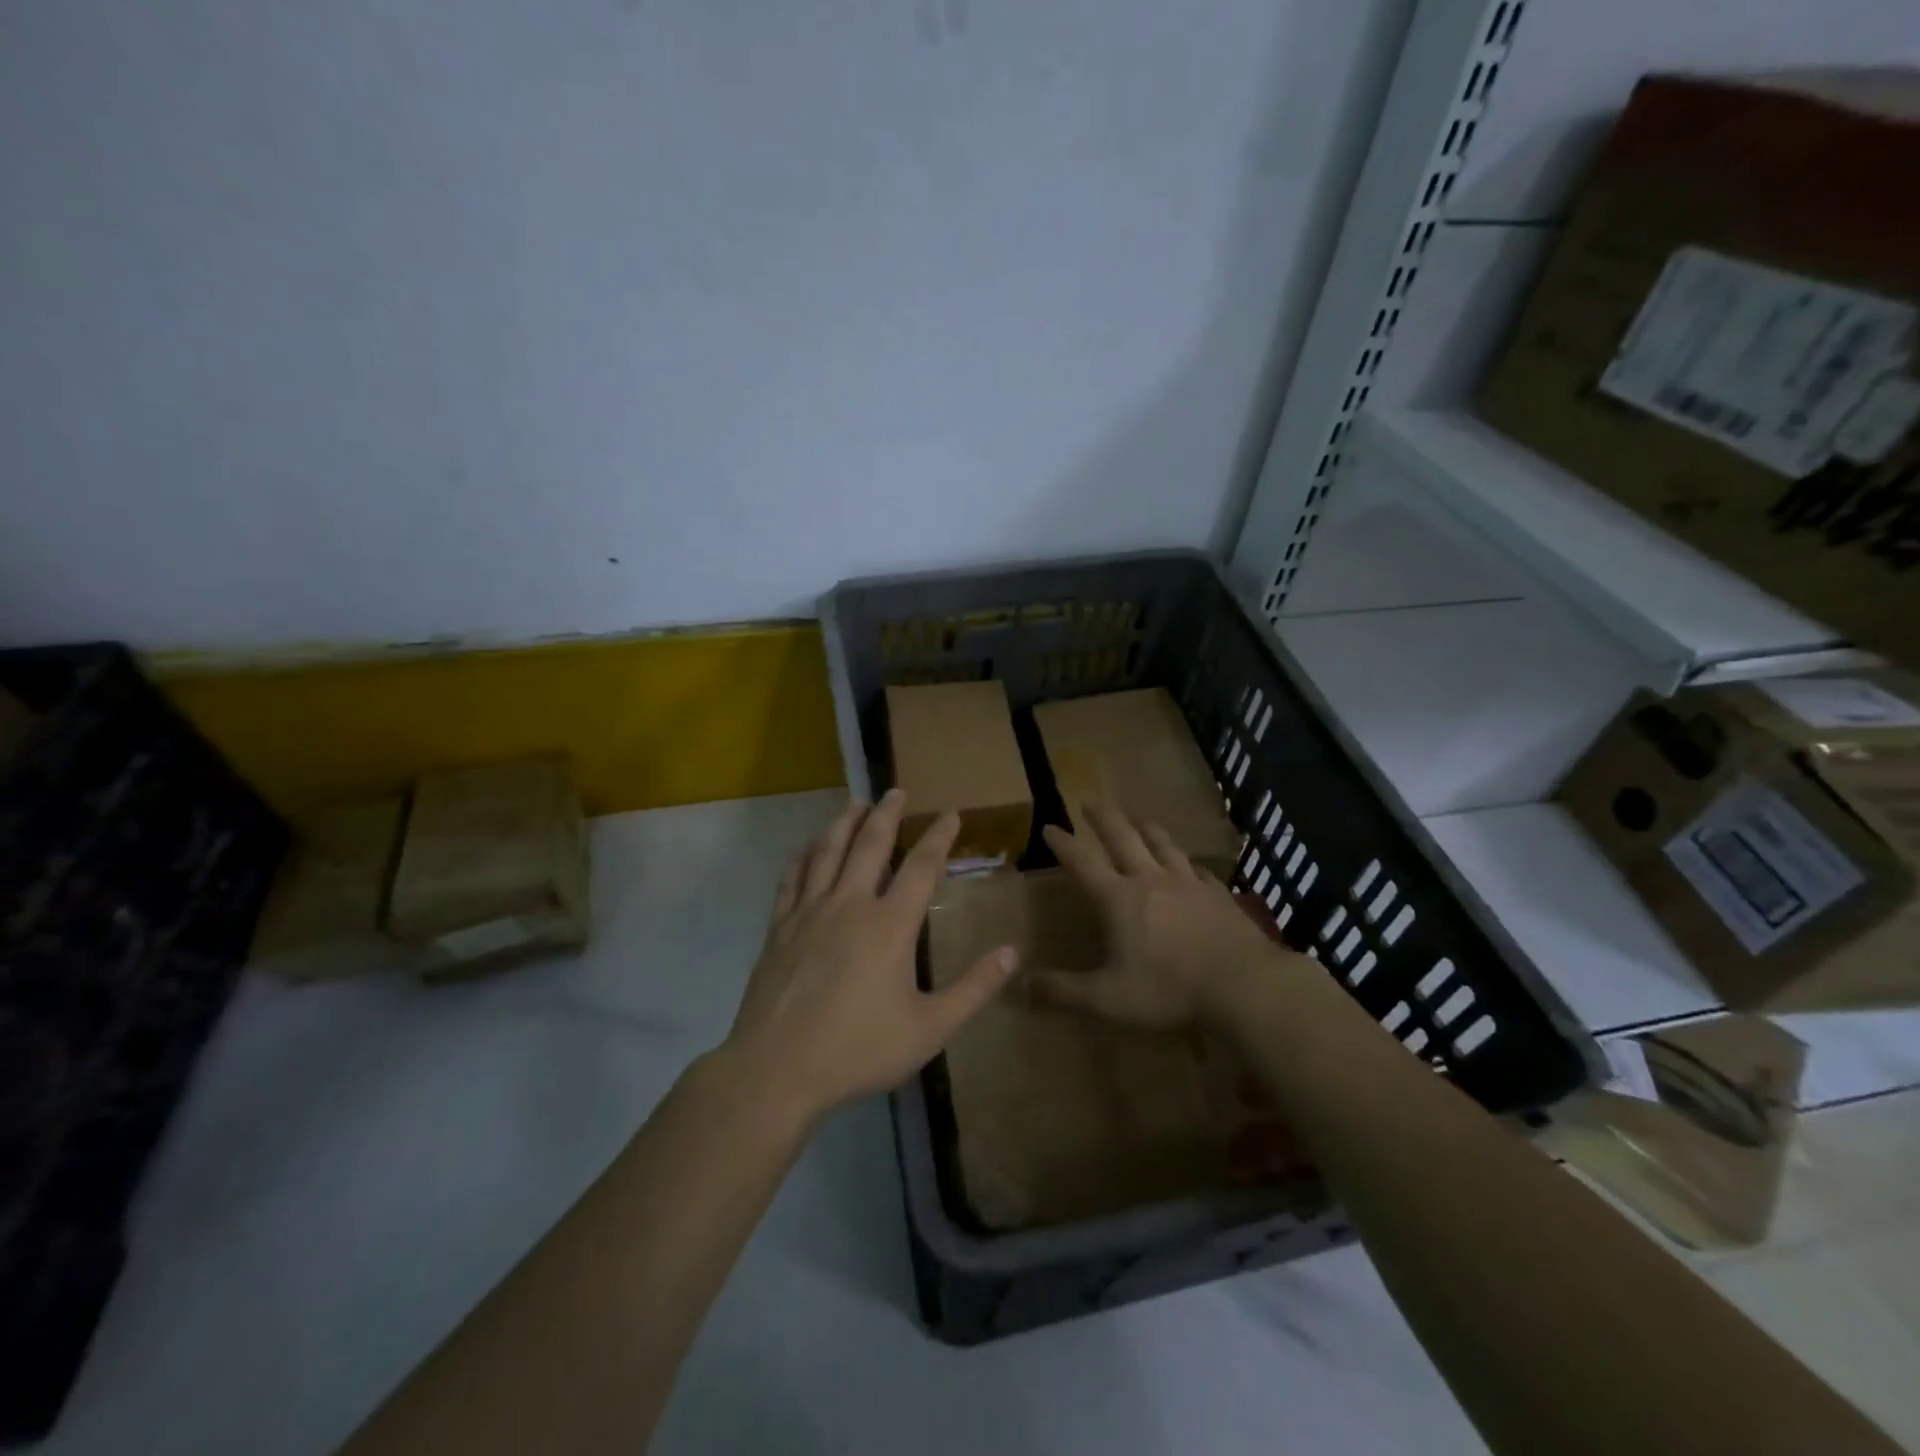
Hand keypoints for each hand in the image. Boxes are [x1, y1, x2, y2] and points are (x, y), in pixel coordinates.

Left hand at [723, 789, 1017, 1124]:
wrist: (776, 1070)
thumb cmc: (858, 1050)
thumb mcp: (929, 1028)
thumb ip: (973, 989)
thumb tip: (1012, 953)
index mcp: (890, 925)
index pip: (922, 866)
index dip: (939, 837)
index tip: (950, 814)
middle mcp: (850, 904)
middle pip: (870, 844)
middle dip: (887, 813)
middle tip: (896, 790)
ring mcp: (810, 912)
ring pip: (828, 851)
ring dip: (844, 822)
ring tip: (854, 802)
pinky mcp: (779, 927)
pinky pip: (792, 878)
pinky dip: (803, 855)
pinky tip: (807, 846)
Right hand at [1036, 800, 1294, 1029]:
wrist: (1243, 985)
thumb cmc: (1168, 989)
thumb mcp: (1108, 999)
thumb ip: (1064, 991)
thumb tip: (1021, 986)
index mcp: (1118, 898)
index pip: (1082, 862)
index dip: (1063, 843)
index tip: (1050, 826)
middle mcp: (1150, 879)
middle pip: (1123, 837)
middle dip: (1103, 819)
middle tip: (1090, 803)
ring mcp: (1188, 883)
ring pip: (1162, 844)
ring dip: (1146, 828)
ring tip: (1138, 818)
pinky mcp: (1217, 894)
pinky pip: (1197, 868)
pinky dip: (1186, 861)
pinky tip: (1190, 864)